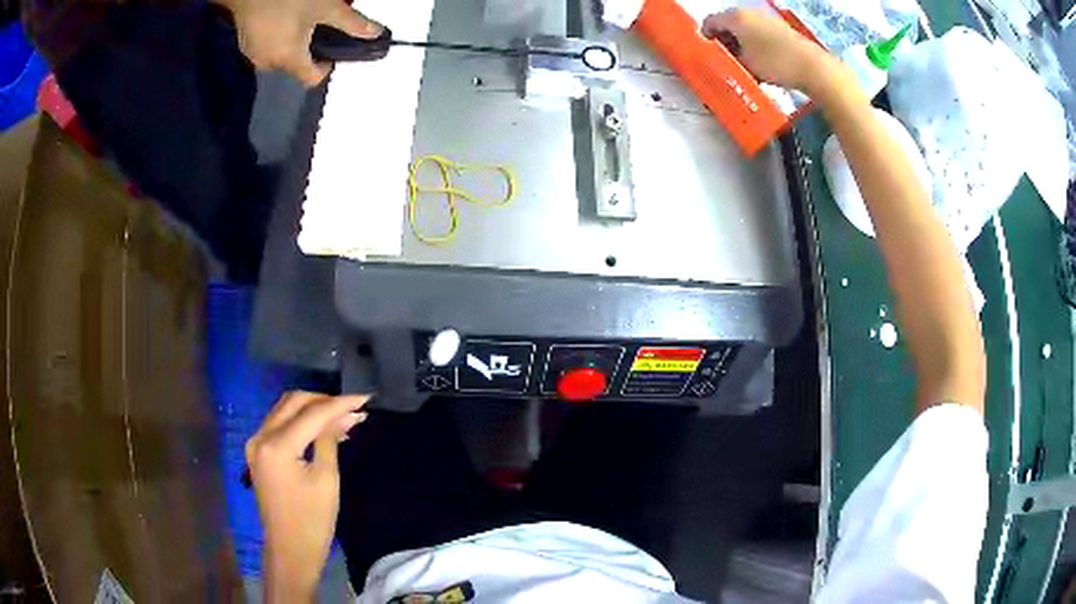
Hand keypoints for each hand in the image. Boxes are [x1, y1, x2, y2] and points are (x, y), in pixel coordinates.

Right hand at [217, 0, 382, 86]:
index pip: (311, 79)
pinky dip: (277, 40)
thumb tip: (375, 33)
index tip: (331, 54)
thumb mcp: (326, 7)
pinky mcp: (244, 44)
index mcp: (289, 60)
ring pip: (279, 58)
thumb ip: (351, 23)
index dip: (325, 69)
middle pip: (295, 68)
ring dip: (292, 47)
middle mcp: (269, 65)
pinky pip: (266, 49)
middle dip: (308, 54)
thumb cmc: (289, 0)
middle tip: (318, 31)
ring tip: (301, 23)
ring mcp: (253, 55)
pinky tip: (282, 22)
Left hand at [246, 392, 368, 600]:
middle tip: (353, 406)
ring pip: (285, 409)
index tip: (365, 398)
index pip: (311, 413)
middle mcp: (260, 437)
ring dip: (312, 408)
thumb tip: (346, 415)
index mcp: (276, 446)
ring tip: (342, 414)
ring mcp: (255, 443)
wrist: (290, 550)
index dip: (339, 403)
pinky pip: (279, 423)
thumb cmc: (313, 520)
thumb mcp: (326, 479)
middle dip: (324, 400)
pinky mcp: (258, 451)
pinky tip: (321, 427)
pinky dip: (301, 420)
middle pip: (293, 402)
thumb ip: (330, 439)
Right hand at [701, 9, 837, 93]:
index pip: (710, 21)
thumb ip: (728, 57)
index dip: (705, 37)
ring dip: (740, 42)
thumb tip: (723, 55)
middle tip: (725, 58)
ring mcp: (766, 18)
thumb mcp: (745, 64)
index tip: (707, 53)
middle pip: (728, 23)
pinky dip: (755, 43)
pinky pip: (759, 33)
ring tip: (744, 61)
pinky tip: (760, 60)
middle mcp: (749, 12)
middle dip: (724, 39)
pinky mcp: (780, 28)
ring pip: (745, 28)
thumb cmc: (774, 63)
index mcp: (735, 17)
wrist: (812, 67)